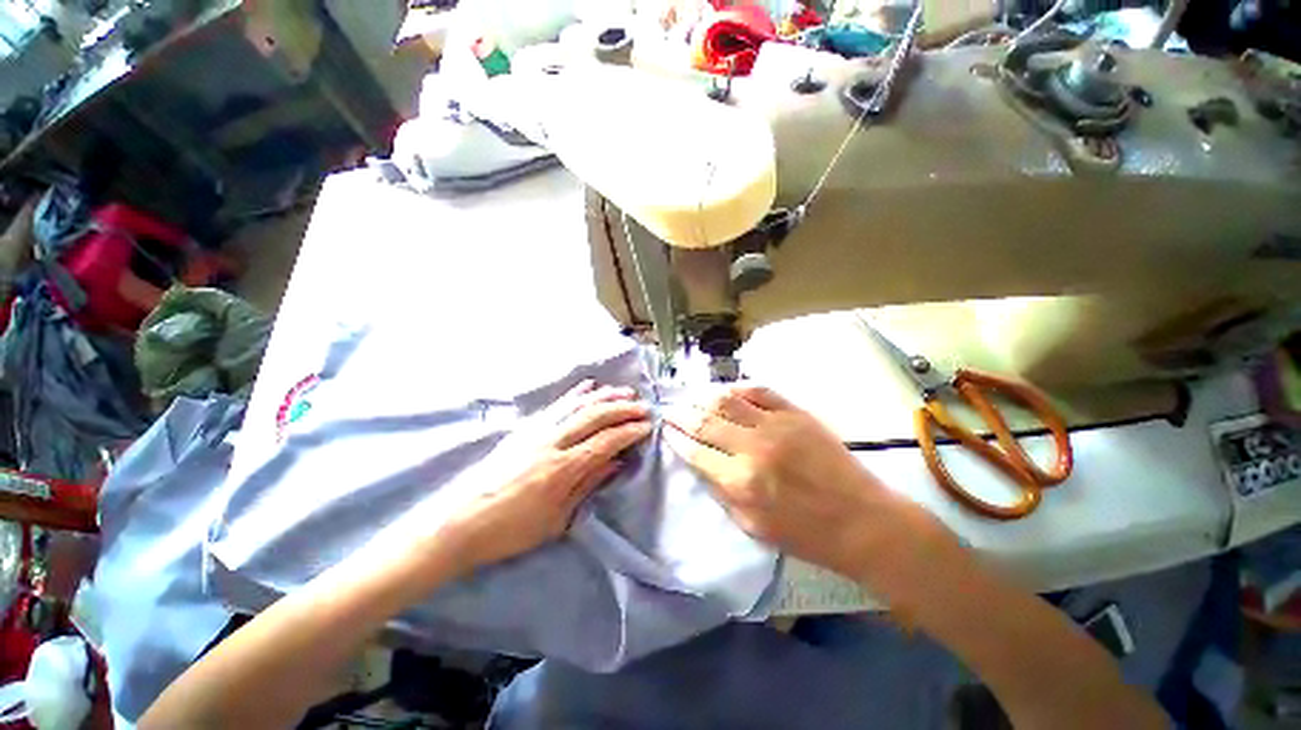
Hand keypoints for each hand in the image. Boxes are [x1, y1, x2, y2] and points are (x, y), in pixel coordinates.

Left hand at [439, 380, 651, 572]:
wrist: (459, 522)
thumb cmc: (510, 530)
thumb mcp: (555, 519)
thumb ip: (588, 485)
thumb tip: (616, 463)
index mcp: (561, 469)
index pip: (605, 441)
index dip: (629, 432)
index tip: (647, 427)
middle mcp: (551, 442)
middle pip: (595, 417)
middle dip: (623, 409)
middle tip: (643, 407)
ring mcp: (536, 430)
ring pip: (578, 405)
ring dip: (605, 396)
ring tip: (625, 392)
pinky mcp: (525, 427)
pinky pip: (556, 404)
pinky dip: (576, 393)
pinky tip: (590, 385)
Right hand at [663, 385, 945, 581]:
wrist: (862, 521)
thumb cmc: (806, 534)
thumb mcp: (753, 528)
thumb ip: (722, 493)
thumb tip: (700, 465)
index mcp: (740, 482)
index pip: (694, 451)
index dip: (675, 439)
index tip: (665, 430)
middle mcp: (752, 448)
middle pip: (705, 421)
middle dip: (681, 414)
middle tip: (670, 410)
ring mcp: (775, 425)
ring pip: (727, 400)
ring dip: (704, 397)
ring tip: (693, 398)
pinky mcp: (796, 413)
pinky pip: (760, 391)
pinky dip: (739, 388)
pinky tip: (728, 392)